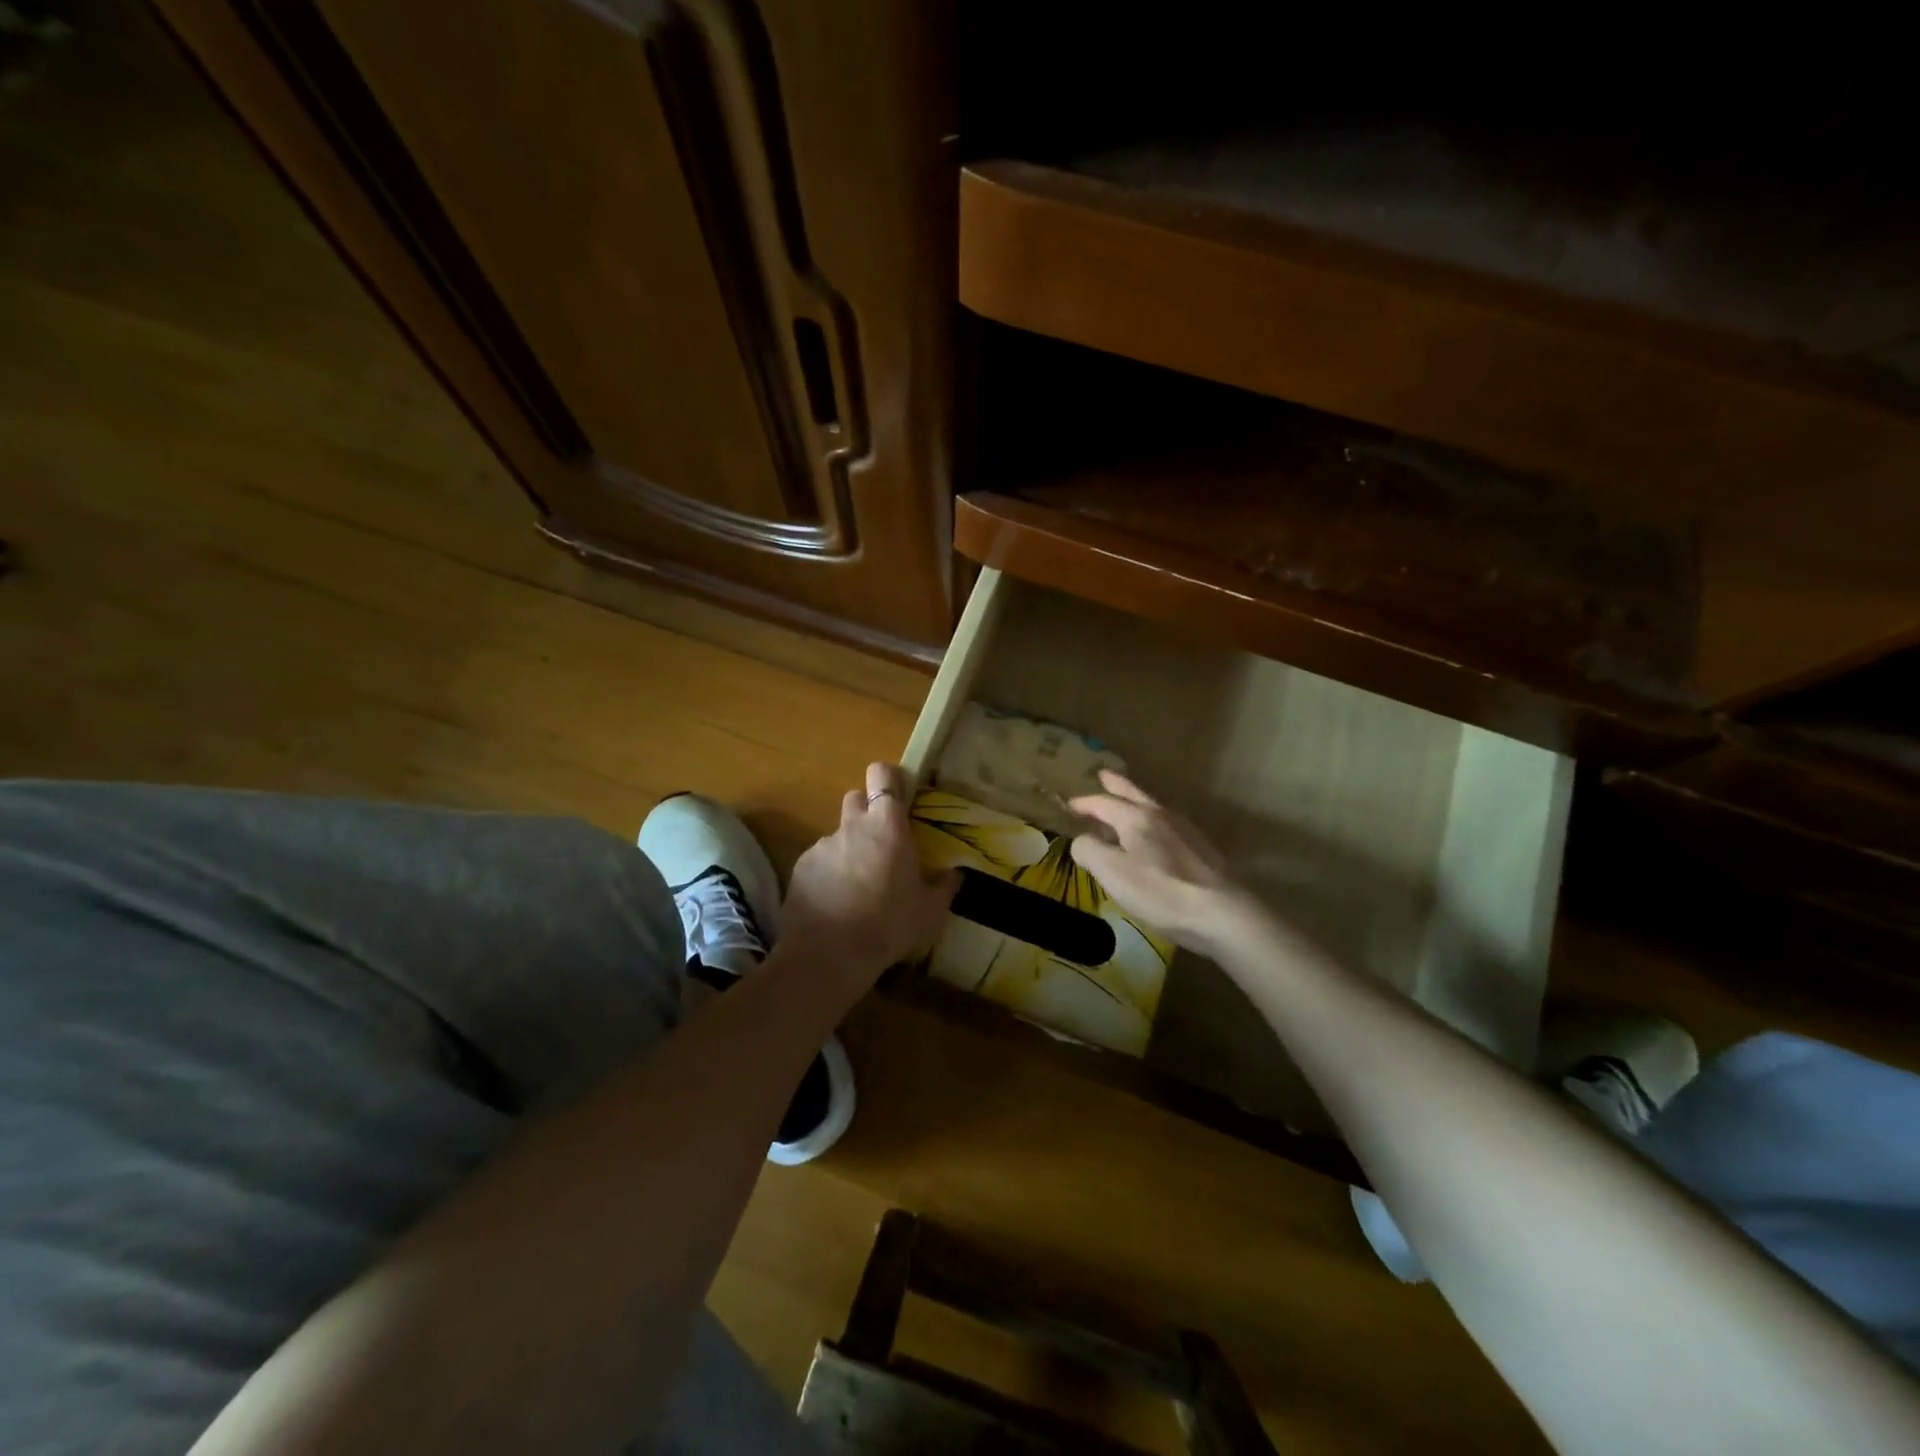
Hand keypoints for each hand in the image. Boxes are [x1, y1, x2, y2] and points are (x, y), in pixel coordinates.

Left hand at [782, 762, 958, 985]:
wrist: (829, 953)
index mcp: (887, 826)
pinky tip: (835, 902)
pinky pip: (818, 860)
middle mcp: (853, 825)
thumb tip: (955, 874)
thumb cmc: (889, 924)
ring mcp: (822, 845)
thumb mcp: (930, 911)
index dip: (887, 778)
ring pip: (838, 833)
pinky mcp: (800, 867)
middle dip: (866, 811)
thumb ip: (943, 887)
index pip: (882, 775)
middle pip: (855, 797)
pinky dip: (827, 872)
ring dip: (848, 847)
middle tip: (880, 842)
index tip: (897, 795)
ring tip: (856, 884)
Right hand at [1068, 771, 1248, 954]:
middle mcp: (1160, 815)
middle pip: (1133, 793)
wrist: (1222, 912)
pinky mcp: (1201, 849)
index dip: (1084, 804)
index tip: (1069, 806)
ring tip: (1127, 803)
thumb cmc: (1160, 891)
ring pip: (1153, 806)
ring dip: (1135, 801)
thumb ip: (1090, 851)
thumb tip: (1082, 841)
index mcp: (1135, 818)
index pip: (1103, 803)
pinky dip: (1153, 821)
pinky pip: (1168, 824)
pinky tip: (1156, 835)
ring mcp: (1185, 830)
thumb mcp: (1112, 873)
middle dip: (1116, 785)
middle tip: (1103, 775)